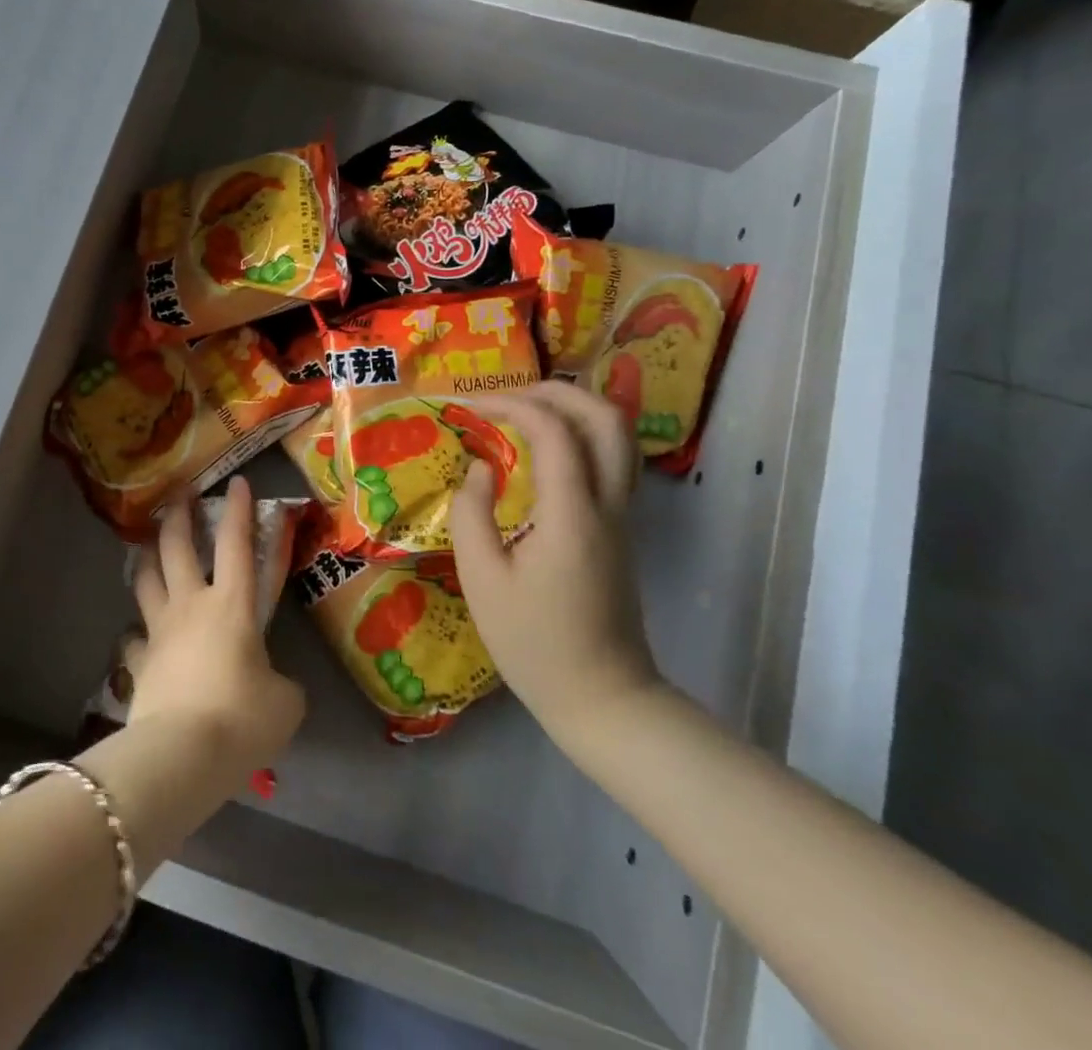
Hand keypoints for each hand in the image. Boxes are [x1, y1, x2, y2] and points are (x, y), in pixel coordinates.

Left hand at [125, 476, 305, 777]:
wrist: (183, 756)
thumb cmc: (242, 719)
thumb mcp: (284, 703)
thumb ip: (280, 683)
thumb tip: (271, 685)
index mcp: (232, 605)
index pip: (236, 544)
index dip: (237, 510)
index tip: (236, 481)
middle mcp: (191, 606)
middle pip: (176, 547)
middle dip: (178, 514)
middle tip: (179, 493)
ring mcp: (159, 632)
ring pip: (146, 579)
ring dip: (147, 555)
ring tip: (148, 543)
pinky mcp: (138, 665)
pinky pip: (133, 640)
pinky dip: (136, 633)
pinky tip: (137, 635)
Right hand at [447, 382, 659, 752]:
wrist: (604, 699)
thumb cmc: (534, 643)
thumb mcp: (482, 580)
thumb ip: (473, 513)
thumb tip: (480, 467)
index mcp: (572, 514)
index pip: (553, 430)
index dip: (510, 404)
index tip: (469, 407)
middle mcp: (607, 504)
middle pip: (605, 417)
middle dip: (556, 391)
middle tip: (508, 396)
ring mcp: (621, 516)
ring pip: (618, 436)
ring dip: (574, 409)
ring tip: (525, 411)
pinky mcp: (620, 529)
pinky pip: (611, 460)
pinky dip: (580, 435)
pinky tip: (544, 450)